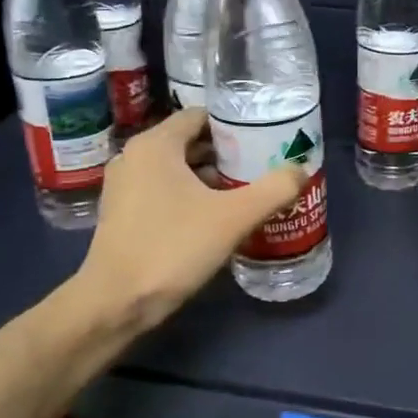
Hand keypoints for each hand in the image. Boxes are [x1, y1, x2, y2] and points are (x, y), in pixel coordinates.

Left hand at [70, 109, 305, 331]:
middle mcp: (134, 157)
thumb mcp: (234, 217)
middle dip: (227, 153)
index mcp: (155, 145)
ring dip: (210, 176)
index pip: (201, 115)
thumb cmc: (173, 248)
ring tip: (246, 191)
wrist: (117, 302)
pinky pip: (163, 190)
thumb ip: (274, 189)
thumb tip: (301, 170)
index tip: (265, 139)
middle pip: (190, 141)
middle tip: (263, 166)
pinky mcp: (122, 213)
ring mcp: (124, 186)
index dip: (235, 124)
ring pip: (177, 168)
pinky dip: (190, 195)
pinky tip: (216, 217)